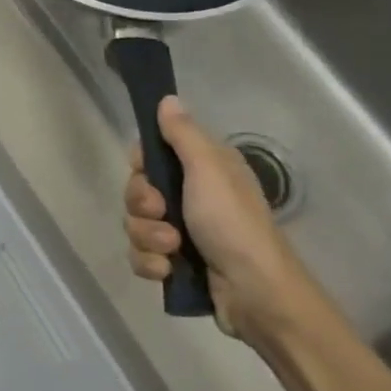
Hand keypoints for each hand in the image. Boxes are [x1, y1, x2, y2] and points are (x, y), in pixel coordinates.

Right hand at [123, 95, 324, 343]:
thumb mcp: (208, 169)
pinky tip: (169, 270)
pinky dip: (151, 263)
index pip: (151, 155)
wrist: (255, 291)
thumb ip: (182, 134)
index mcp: (202, 169)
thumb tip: (167, 98)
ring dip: (148, 238)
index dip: (141, 165)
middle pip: (137, 191)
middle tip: (163, 214)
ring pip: (135, 225)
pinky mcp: (175, 263)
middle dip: (142, 206)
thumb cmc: (232, 222)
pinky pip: (141, 256)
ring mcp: (181, 231)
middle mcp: (190, 196)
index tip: (147, 173)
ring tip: (172, 249)